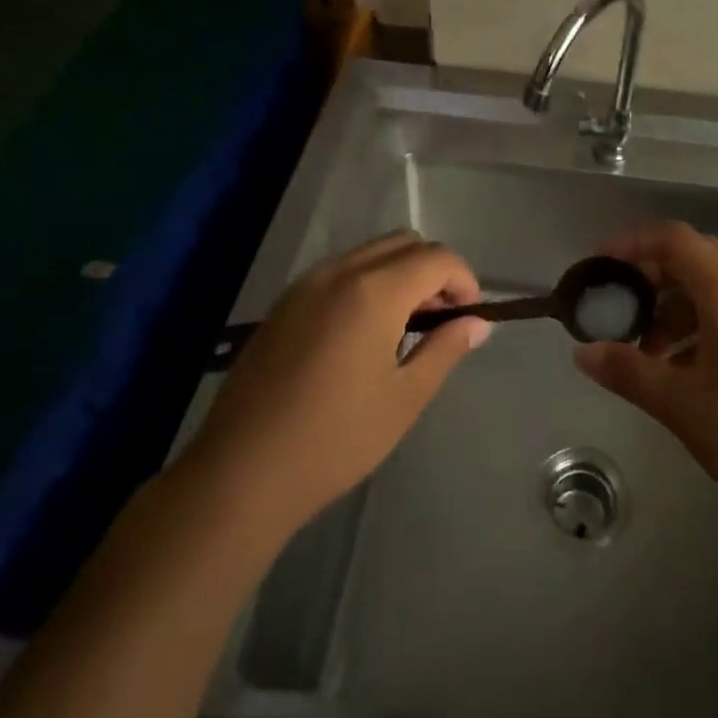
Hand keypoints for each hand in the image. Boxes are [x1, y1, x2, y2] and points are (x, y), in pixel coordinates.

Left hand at [192, 232, 487, 533]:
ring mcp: (305, 284)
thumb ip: (444, 349)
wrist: (240, 473)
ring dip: (400, 273)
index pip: (436, 258)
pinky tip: (364, 333)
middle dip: (433, 270)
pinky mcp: (284, 304)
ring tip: (406, 326)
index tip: (469, 317)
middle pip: (403, 243)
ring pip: (369, 253)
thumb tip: (476, 323)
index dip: (464, 280)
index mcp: (373, 291)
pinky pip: (339, 271)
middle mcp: (339, 272)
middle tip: (441, 318)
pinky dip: (367, 282)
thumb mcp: (404, 398)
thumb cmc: (335, 440)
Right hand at [574, 222, 717, 529]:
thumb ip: (627, 371)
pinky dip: (694, 328)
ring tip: (642, 348)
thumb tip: (582, 353)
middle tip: (616, 301)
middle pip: (693, 259)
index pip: (675, 240)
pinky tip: (676, 369)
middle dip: (650, 274)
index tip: (598, 264)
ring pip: (710, 290)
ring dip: (671, 306)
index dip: (632, 243)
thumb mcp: (679, 403)